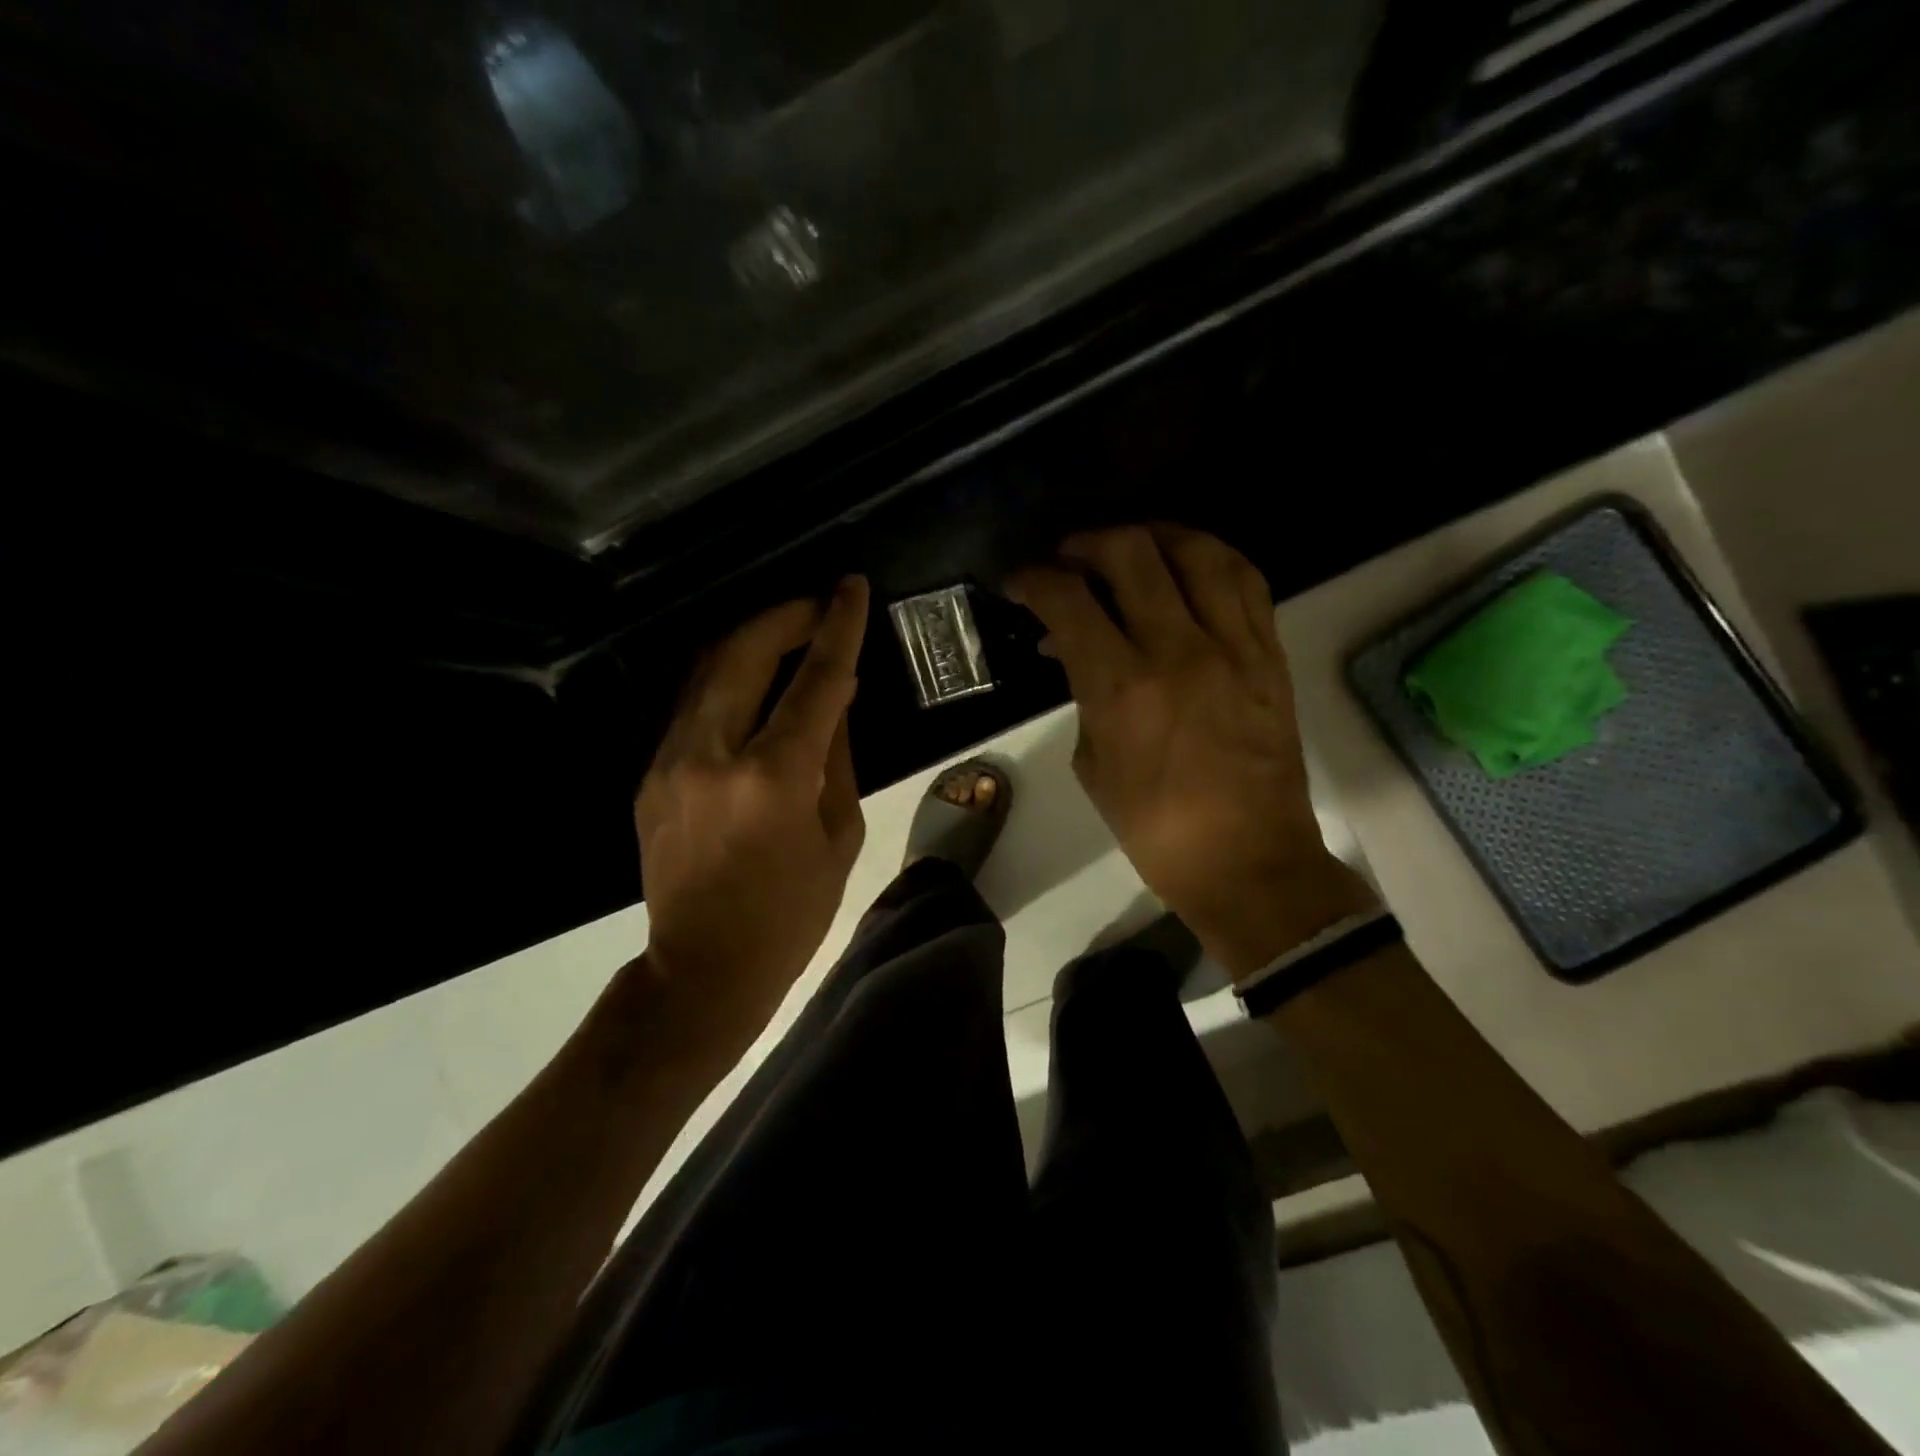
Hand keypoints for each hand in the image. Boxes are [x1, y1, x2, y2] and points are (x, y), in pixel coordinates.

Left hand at [634, 577, 868, 1055]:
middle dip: (785, 615)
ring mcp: (670, 761)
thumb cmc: (791, 913)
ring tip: (789, 632)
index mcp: (773, 777)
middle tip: (819, 605)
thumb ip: (838, 755)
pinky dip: (730, 680)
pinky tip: (755, 684)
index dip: (838, 626)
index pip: (815, 680)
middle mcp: (713, 754)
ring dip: (752, 639)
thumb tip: (837, 696)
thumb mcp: (839, 835)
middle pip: (743, 651)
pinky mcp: (651, 774)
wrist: (702, 969)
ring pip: (708, 669)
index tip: (850, 586)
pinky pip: (694, 705)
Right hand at [1007, 526, 1370, 977]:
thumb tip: (1075, 652)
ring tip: (1131, 548)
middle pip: (1130, 553)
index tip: (1021, 583)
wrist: (1247, 862)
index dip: (1034, 579)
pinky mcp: (1269, 654)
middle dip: (1087, 543)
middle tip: (1070, 559)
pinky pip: (1245, 579)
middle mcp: (1177, 650)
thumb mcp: (1092, 764)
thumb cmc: (1153, 828)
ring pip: (1196, 551)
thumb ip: (1083, 696)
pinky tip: (1189, 565)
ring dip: (1152, 536)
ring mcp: (1233, 647)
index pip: (1067, 601)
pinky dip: (1210, 557)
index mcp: (1121, 687)